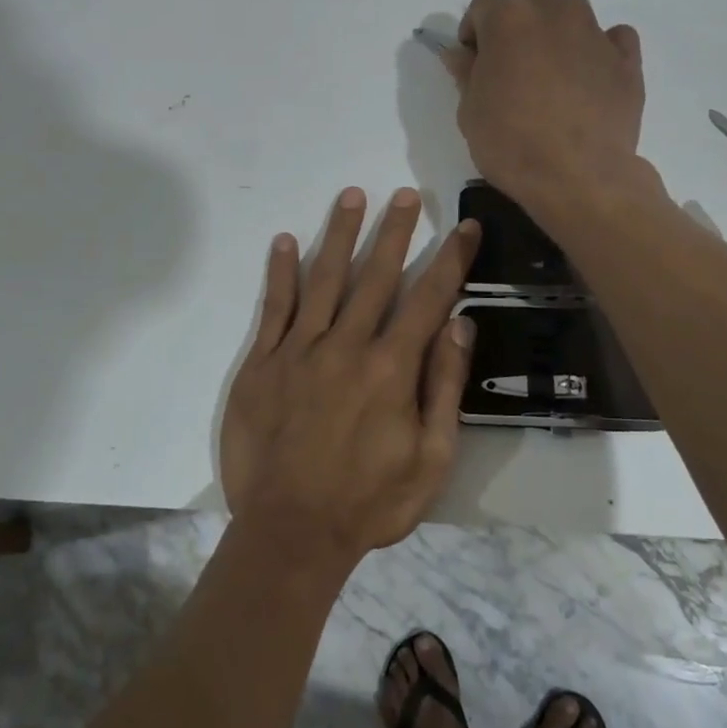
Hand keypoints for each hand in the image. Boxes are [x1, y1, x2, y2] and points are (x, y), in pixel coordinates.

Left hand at [220, 187, 480, 567]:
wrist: (290, 533)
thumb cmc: (369, 502)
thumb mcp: (430, 458)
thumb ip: (444, 386)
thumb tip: (460, 324)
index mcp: (391, 368)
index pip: (429, 298)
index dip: (451, 260)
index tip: (465, 227)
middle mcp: (346, 346)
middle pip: (376, 276)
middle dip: (396, 232)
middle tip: (406, 194)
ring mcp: (298, 351)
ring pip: (324, 279)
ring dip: (340, 235)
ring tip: (352, 196)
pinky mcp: (261, 364)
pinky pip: (273, 308)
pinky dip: (280, 273)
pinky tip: (285, 241)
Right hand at [442, 0, 648, 217]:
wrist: (577, 176)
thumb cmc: (511, 144)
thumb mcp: (471, 112)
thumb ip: (466, 74)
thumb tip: (459, 53)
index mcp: (508, 20)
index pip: (483, 3)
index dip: (474, 30)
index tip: (474, 60)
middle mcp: (554, 13)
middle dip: (520, 15)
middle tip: (514, 58)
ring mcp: (595, 33)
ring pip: (573, 9)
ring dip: (558, 29)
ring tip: (553, 71)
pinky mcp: (627, 60)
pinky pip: (615, 37)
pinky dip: (601, 48)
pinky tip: (591, 77)